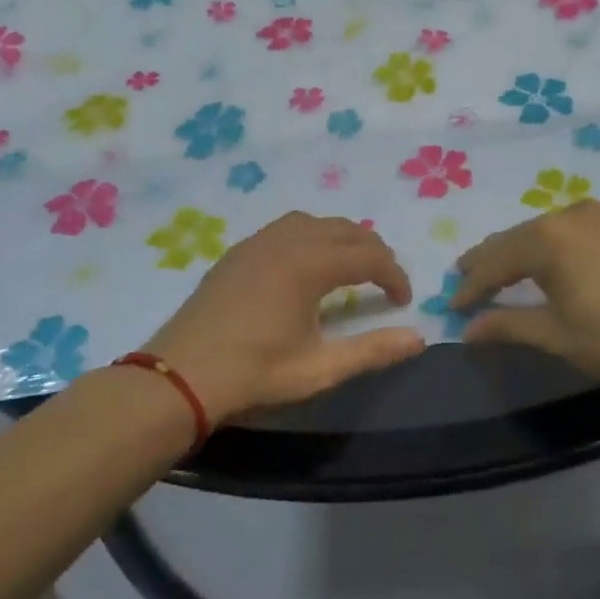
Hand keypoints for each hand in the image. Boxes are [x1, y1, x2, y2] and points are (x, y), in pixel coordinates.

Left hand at [143, 212, 425, 423]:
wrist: (181, 375)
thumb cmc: (254, 373)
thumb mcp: (319, 369)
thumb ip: (372, 350)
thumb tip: (418, 339)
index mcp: (309, 265)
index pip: (368, 256)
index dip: (393, 275)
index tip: (403, 301)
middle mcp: (286, 242)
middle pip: (344, 230)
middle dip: (373, 251)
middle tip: (384, 282)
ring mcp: (257, 243)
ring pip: (313, 223)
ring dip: (340, 238)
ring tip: (350, 267)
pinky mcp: (237, 253)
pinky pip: (285, 228)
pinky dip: (311, 237)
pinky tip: (306, 267)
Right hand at [451, 200, 599, 398]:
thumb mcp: (556, 335)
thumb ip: (508, 326)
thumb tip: (467, 331)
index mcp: (547, 239)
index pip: (494, 261)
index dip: (471, 286)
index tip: (452, 308)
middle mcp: (569, 216)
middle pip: (516, 239)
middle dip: (489, 263)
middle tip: (466, 281)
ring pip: (543, 233)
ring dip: (519, 253)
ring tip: (499, 272)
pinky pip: (569, 232)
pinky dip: (549, 248)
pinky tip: (546, 263)